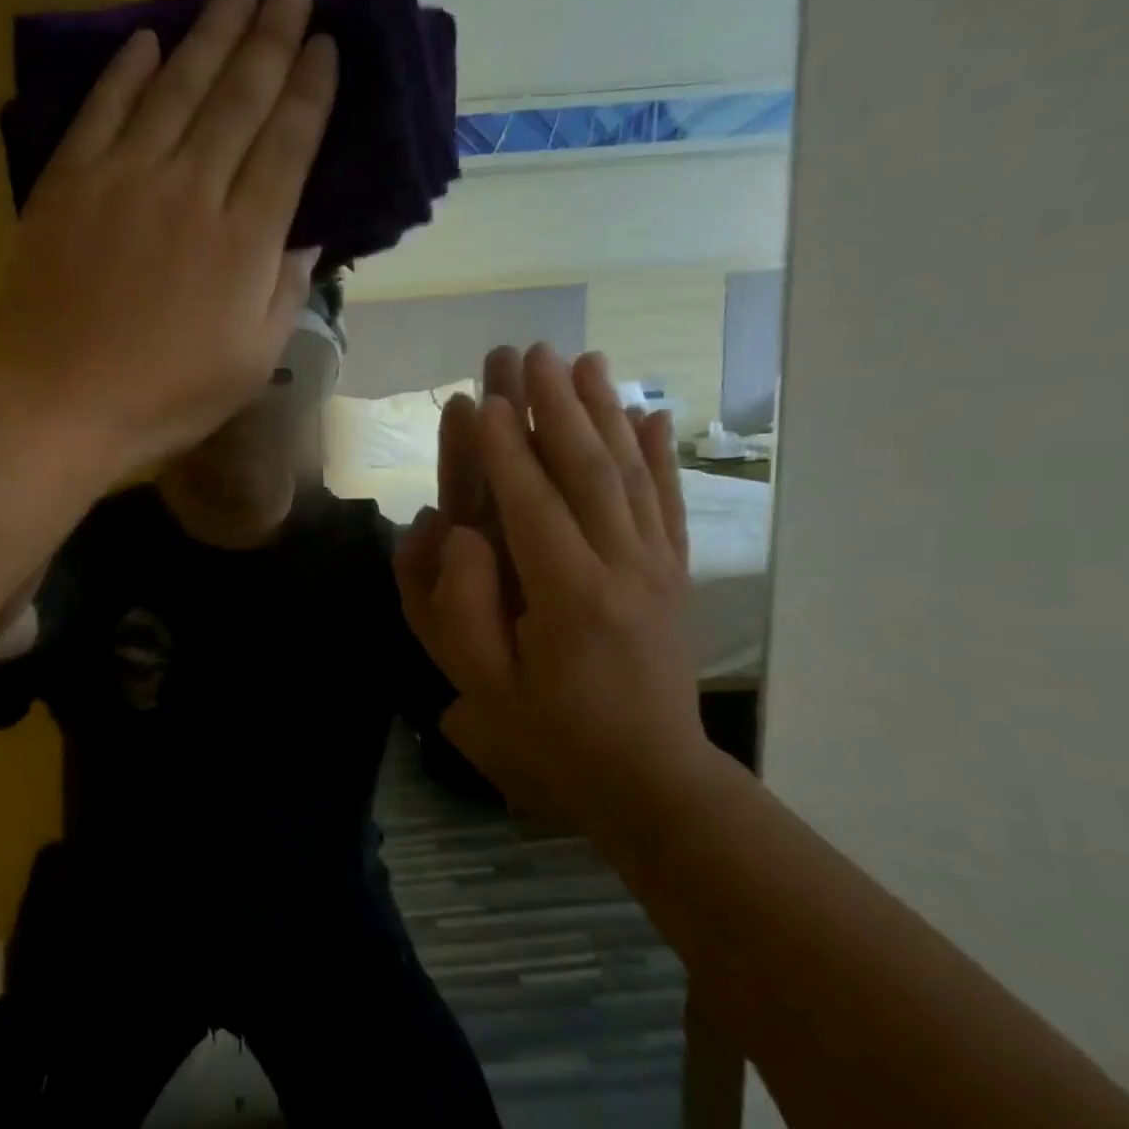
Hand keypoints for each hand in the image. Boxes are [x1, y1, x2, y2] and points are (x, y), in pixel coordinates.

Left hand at [0, 0, 337, 473]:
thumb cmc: (166, 397)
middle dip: (271, 37)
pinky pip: (103, 111)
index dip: (310, 91)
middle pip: (239, 99)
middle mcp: (192, 191)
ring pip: (176, 89)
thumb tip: (307, 238)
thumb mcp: (250, 363)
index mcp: (243, 241)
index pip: (288, 145)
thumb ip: (285, 294)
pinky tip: (148, 41)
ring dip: (209, 35)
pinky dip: (127, 72)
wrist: (62, 404)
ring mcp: (125, 181)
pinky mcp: (69, 185)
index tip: (325, 44)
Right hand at [396, 345, 707, 825]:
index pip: (532, 505)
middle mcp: (621, 567)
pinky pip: (665, 501)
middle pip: (586, 471)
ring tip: (586, 361)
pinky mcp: (673, 573)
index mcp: (568, 597)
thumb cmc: (551, 731)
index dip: (505, 449)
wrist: (649, 775)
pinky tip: (649, 415)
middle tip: (532, 353)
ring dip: (605, 412)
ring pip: (629, 473)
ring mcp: (656, 566)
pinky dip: (657, 454)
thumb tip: (454, 532)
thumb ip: (460, 607)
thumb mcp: (485, 686)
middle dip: (555, 407)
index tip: (483, 397)